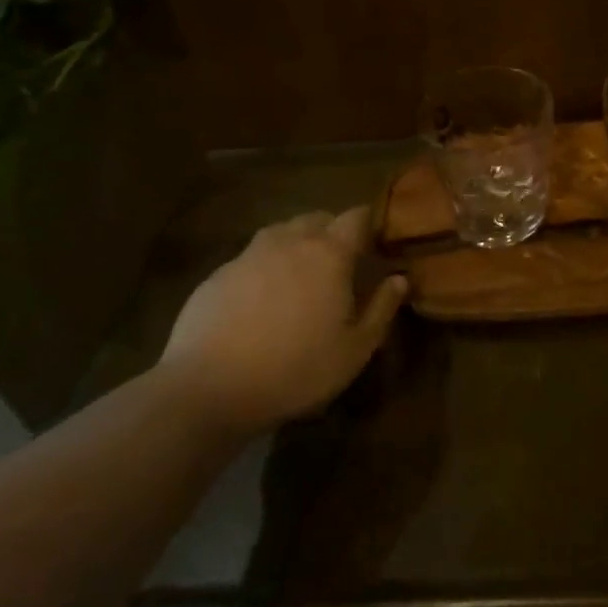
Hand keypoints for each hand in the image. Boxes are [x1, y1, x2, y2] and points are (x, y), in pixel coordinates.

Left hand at [159, 206, 405, 432]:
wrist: (208, 389)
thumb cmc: (296, 369)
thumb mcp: (355, 350)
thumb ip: (382, 309)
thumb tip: (399, 279)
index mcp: (329, 254)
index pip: (356, 217)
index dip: (369, 224)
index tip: (376, 242)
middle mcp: (289, 242)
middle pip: (317, 218)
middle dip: (332, 231)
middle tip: (341, 261)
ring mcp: (248, 255)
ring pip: (281, 232)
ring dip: (297, 243)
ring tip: (301, 275)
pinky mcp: (217, 274)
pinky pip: (250, 257)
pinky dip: (264, 267)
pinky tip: (261, 299)